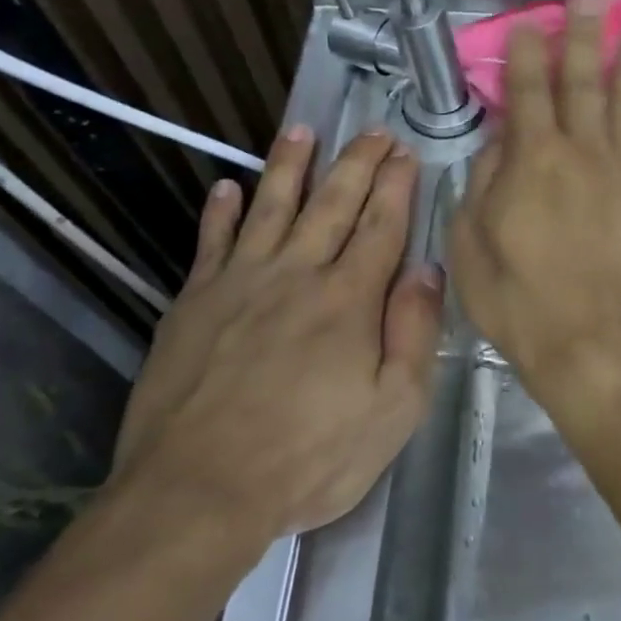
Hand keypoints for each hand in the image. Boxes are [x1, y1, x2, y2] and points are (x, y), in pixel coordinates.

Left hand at [107, 127, 443, 550]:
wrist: (199, 490)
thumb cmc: (310, 458)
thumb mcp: (394, 410)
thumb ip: (414, 333)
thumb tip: (427, 270)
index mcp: (349, 301)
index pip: (380, 227)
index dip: (396, 186)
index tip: (405, 152)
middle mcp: (296, 276)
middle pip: (331, 205)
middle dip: (356, 163)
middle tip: (372, 130)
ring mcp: (238, 284)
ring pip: (269, 208)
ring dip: (289, 167)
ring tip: (301, 131)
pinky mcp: (193, 303)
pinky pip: (210, 242)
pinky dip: (220, 212)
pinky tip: (226, 188)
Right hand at [451, 0, 620, 400]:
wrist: (593, 344)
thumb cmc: (521, 302)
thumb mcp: (472, 247)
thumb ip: (483, 186)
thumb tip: (499, 145)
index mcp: (534, 161)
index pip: (528, 92)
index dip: (526, 55)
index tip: (529, 25)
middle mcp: (586, 154)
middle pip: (585, 83)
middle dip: (584, 38)